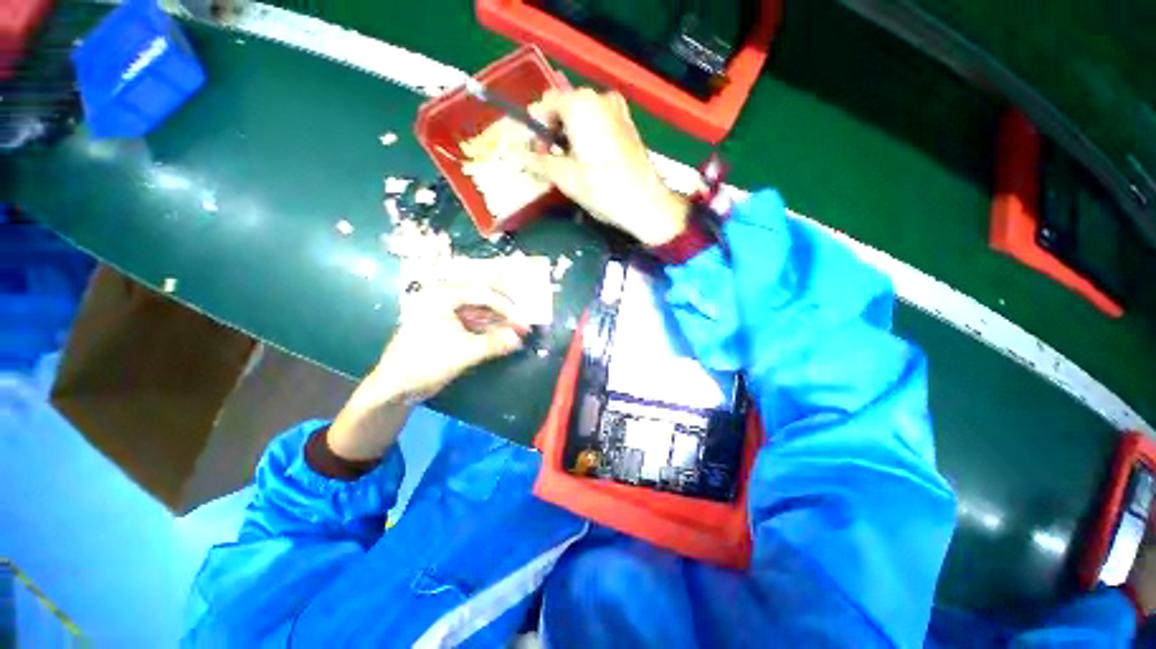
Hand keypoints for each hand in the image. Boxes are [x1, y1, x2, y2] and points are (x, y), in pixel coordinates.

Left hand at [378, 283, 527, 402]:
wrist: (396, 387)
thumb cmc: (425, 362)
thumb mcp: (463, 352)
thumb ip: (494, 343)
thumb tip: (519, 339)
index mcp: (442, 296)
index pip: (482, 293)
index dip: (506, 307)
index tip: (523, 322)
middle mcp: (444, 299)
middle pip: (483, 301)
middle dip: (505, 313)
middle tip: (523, 325)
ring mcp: (446, 314)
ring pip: (480, 313)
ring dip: (499, 323)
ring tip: (517, 333)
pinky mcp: (449, 328)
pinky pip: (474, 324)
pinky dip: (489, 331)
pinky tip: (503, 338)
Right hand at [526, 88, 689, 245]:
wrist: (645, 203)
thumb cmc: (602, 188)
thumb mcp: (564, 178)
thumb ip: (540, 161)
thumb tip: (524, 155)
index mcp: (580, 104)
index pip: (545, 104)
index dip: (536, 128)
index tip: (538, 152)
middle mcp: (599, 97)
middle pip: (565, 107)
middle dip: (554, 131)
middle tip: (554, 161)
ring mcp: (618, 109)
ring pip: (583, 115)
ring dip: (571, 134)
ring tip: (573, 164)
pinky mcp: (628, 124)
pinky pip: (599, 122)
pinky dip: (589, 135)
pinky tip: (591, 161)